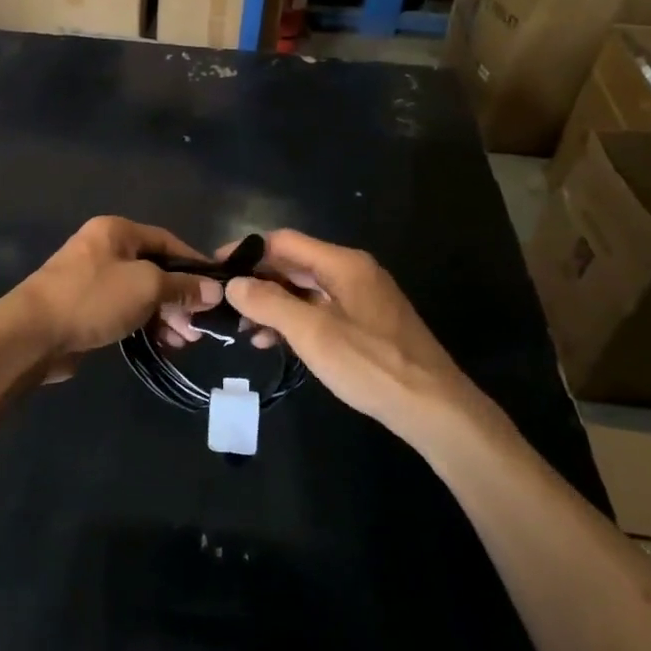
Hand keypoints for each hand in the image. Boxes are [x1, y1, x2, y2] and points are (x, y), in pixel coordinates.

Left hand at [13, 218, 222, 382]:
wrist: (34, 333)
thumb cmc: (94, 298)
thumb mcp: (146, 286)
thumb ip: (182, 286)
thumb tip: (214, 289)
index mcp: (117, 231)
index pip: (167, 241)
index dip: (194, 264)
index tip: (216, 289)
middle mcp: (104, 249)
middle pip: (155, 270)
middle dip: (180, 298)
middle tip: (198, 326)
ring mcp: (93, 280)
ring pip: (141, 294)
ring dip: (165, 316)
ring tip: (184, 342)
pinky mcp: (86, 309)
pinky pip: (125, 312)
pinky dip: (145, 325)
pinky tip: (163, 345)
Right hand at [222, 230, 494, 447]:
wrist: (434, 408)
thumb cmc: (371, 364)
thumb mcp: (312, 333)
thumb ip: (269, 303)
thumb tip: (233, 284)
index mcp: (343, 263)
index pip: (284, 241)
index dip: (247, 252)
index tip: (216, 270)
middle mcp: (353, 272)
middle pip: (294, 264)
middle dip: (258, 283)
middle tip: (225, 306)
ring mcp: (361, 298)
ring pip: (305, 290)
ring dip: (273, 305)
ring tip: (244, 331)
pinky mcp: (365, 323)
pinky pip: (319, 310)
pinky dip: (293, 320)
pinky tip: (274, 342)